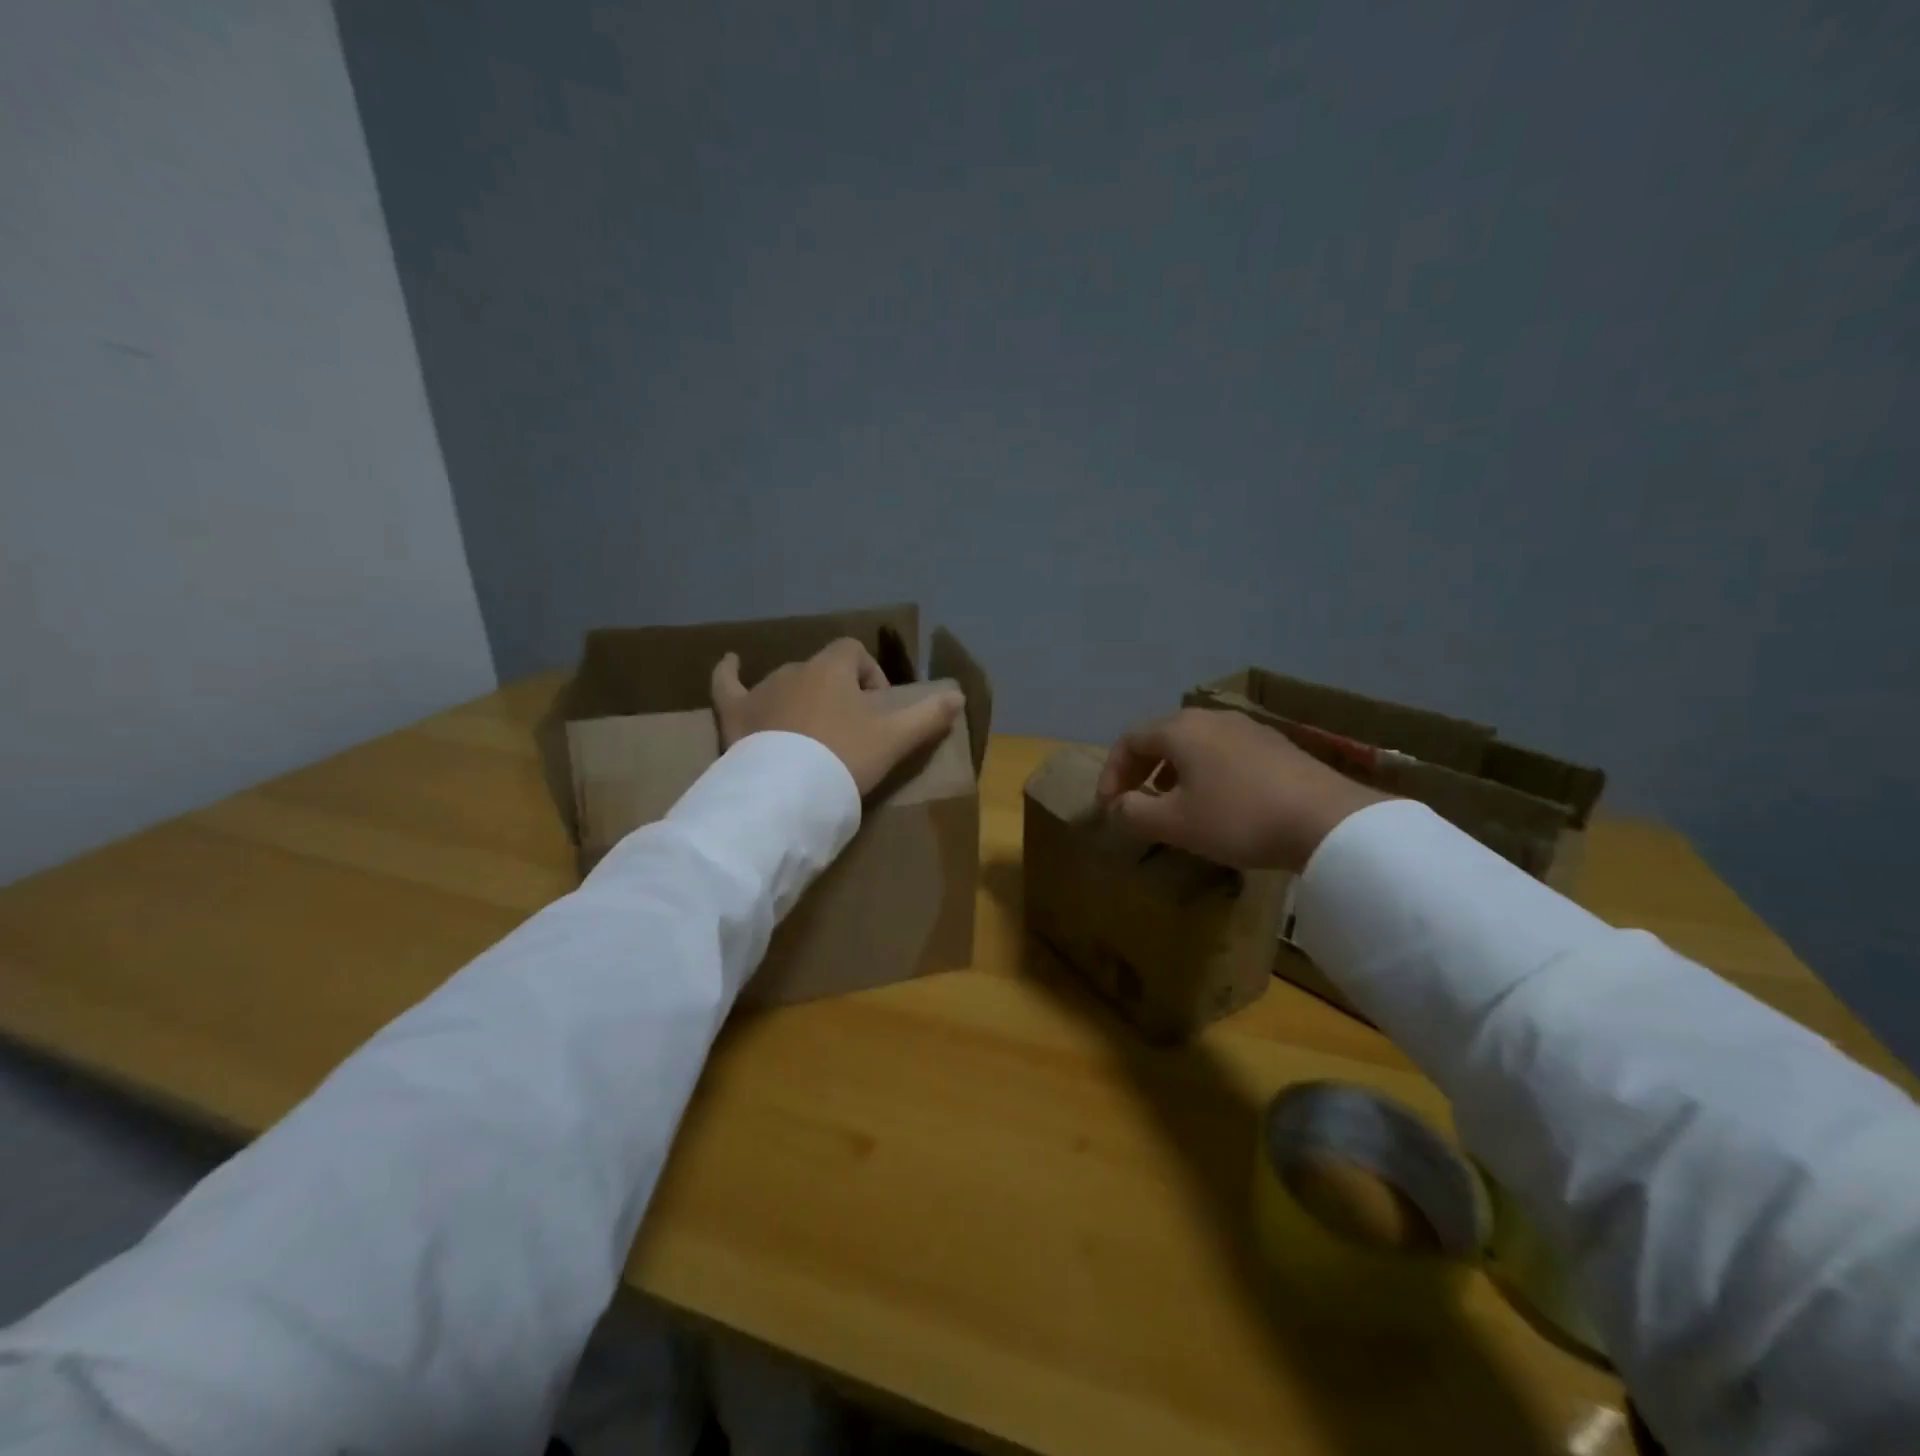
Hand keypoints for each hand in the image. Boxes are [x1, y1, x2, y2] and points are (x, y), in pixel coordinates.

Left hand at [711, 639, 963, 795]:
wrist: (787, 795)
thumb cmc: (844, 758)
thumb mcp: (895, 739)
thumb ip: (928, 716)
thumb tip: (958, 695)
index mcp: (832, 668)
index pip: (855, 653)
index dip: (869, 676)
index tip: (876, 711)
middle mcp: (794, 670)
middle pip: (821, 670)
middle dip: (836, 692)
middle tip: (847, 731)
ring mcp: (760, 691)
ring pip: (785, 682)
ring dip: (799, 697)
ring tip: (809, 733)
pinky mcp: (735, 715)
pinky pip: (727, 684)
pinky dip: (729, 673)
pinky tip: (729, 662)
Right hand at [1096, 707, 1387, 872]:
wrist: (1327, 820)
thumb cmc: (1238, 817)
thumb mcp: (1174, 823)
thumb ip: (1133, 813)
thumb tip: (1115, 807)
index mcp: (1180, 729)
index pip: (1129, 740)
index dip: (1111, 773)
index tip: (1108, 807)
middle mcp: (1210, 718)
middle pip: (1161, 736)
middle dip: (1140, 768)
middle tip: (1133, 800)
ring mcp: (1246, 727)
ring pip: (1194, 743)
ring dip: (1172, 770)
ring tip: (1171, 801)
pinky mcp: (1274, 745)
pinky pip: (1222, 751)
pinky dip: (1203, 771)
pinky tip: (1216, 800)